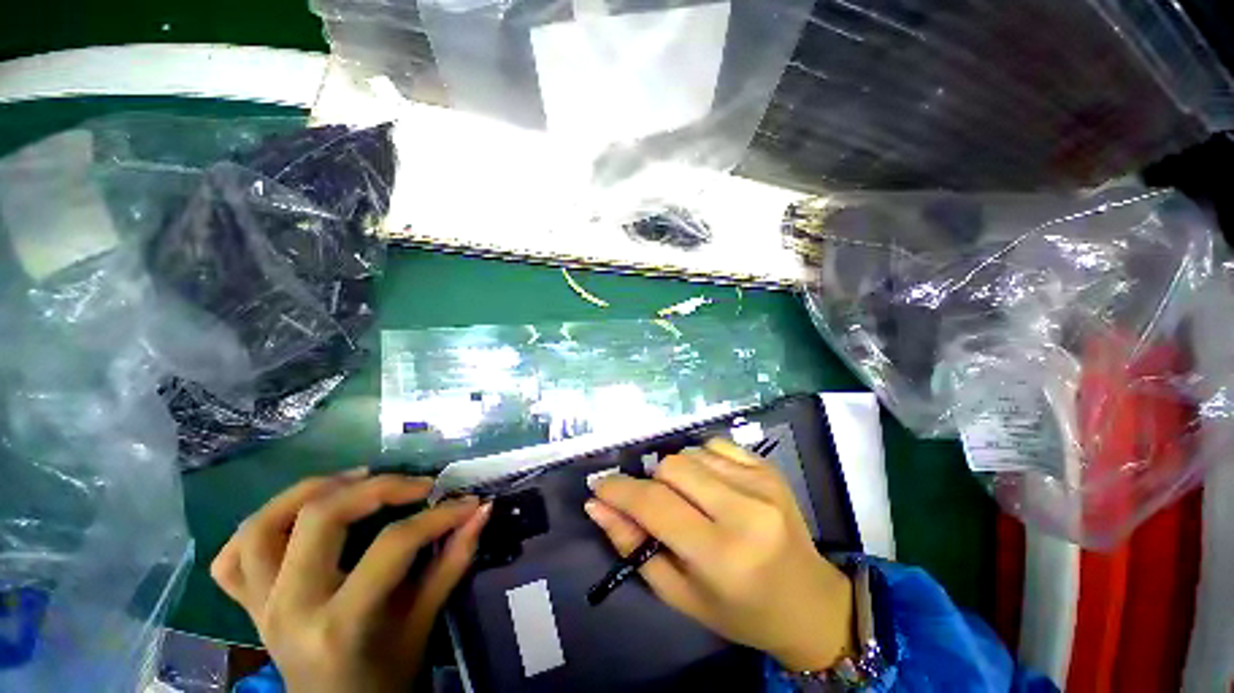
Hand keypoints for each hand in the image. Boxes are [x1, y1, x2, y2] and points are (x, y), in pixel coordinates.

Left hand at [211, 472, 491, 692]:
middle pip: (320, 518)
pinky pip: (231, 558)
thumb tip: (482, 510)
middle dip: (377, 488)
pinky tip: (295, 517)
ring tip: (354, 480)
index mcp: (340, 624)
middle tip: (415, 485)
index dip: (437, 517)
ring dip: (310, 491)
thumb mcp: (423, 620)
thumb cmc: (386, 675)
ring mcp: (261, 606)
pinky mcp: (249, 606)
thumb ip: (453, 561)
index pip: (392, 546)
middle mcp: (290, 608)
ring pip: (262, 526)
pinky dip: (259, 527)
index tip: (467, 502)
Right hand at [586, 439, 854, 672]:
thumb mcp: (678, 592)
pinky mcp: (767, 468)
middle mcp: (744, 510)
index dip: (619, 491)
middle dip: (651, 483)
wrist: (808, 601)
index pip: (655, 504)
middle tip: (656, 505)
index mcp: (722, 554)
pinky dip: (701, 460)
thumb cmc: (739, 610)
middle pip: (671, 467)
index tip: (600, 488)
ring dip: (677, 473)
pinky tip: (711, 485)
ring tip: (689, 500)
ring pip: (691, 452)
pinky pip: (715, 445)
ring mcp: (761, 483)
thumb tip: (598, 506)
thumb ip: (634, 546)